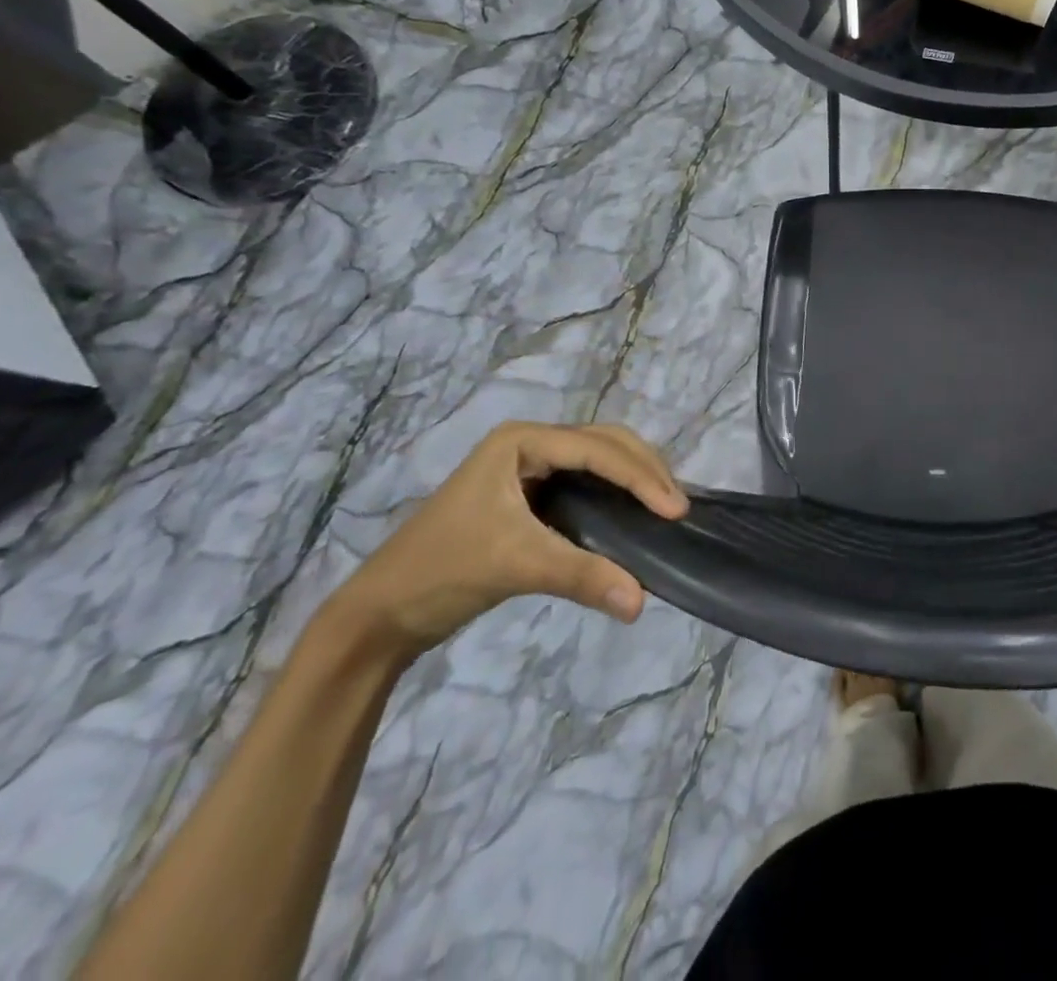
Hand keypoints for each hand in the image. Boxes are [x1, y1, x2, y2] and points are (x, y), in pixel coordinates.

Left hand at [331, 422, 687, 654]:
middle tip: (677, 506)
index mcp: (521, 441)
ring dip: (635, 478)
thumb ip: (583, 576)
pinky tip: (635, 513)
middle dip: (645, 470)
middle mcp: (529, 444)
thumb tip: (642, 602)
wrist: (379, 615)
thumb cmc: (442, 572)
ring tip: (665, 506)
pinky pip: (588, 482)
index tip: (675, 510)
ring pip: (600, 459)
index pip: (597, 450)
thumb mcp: (516, 565)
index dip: (641, 477)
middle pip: (606, 443)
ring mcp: (529, 467)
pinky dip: (617, 493)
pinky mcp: (531, 494)